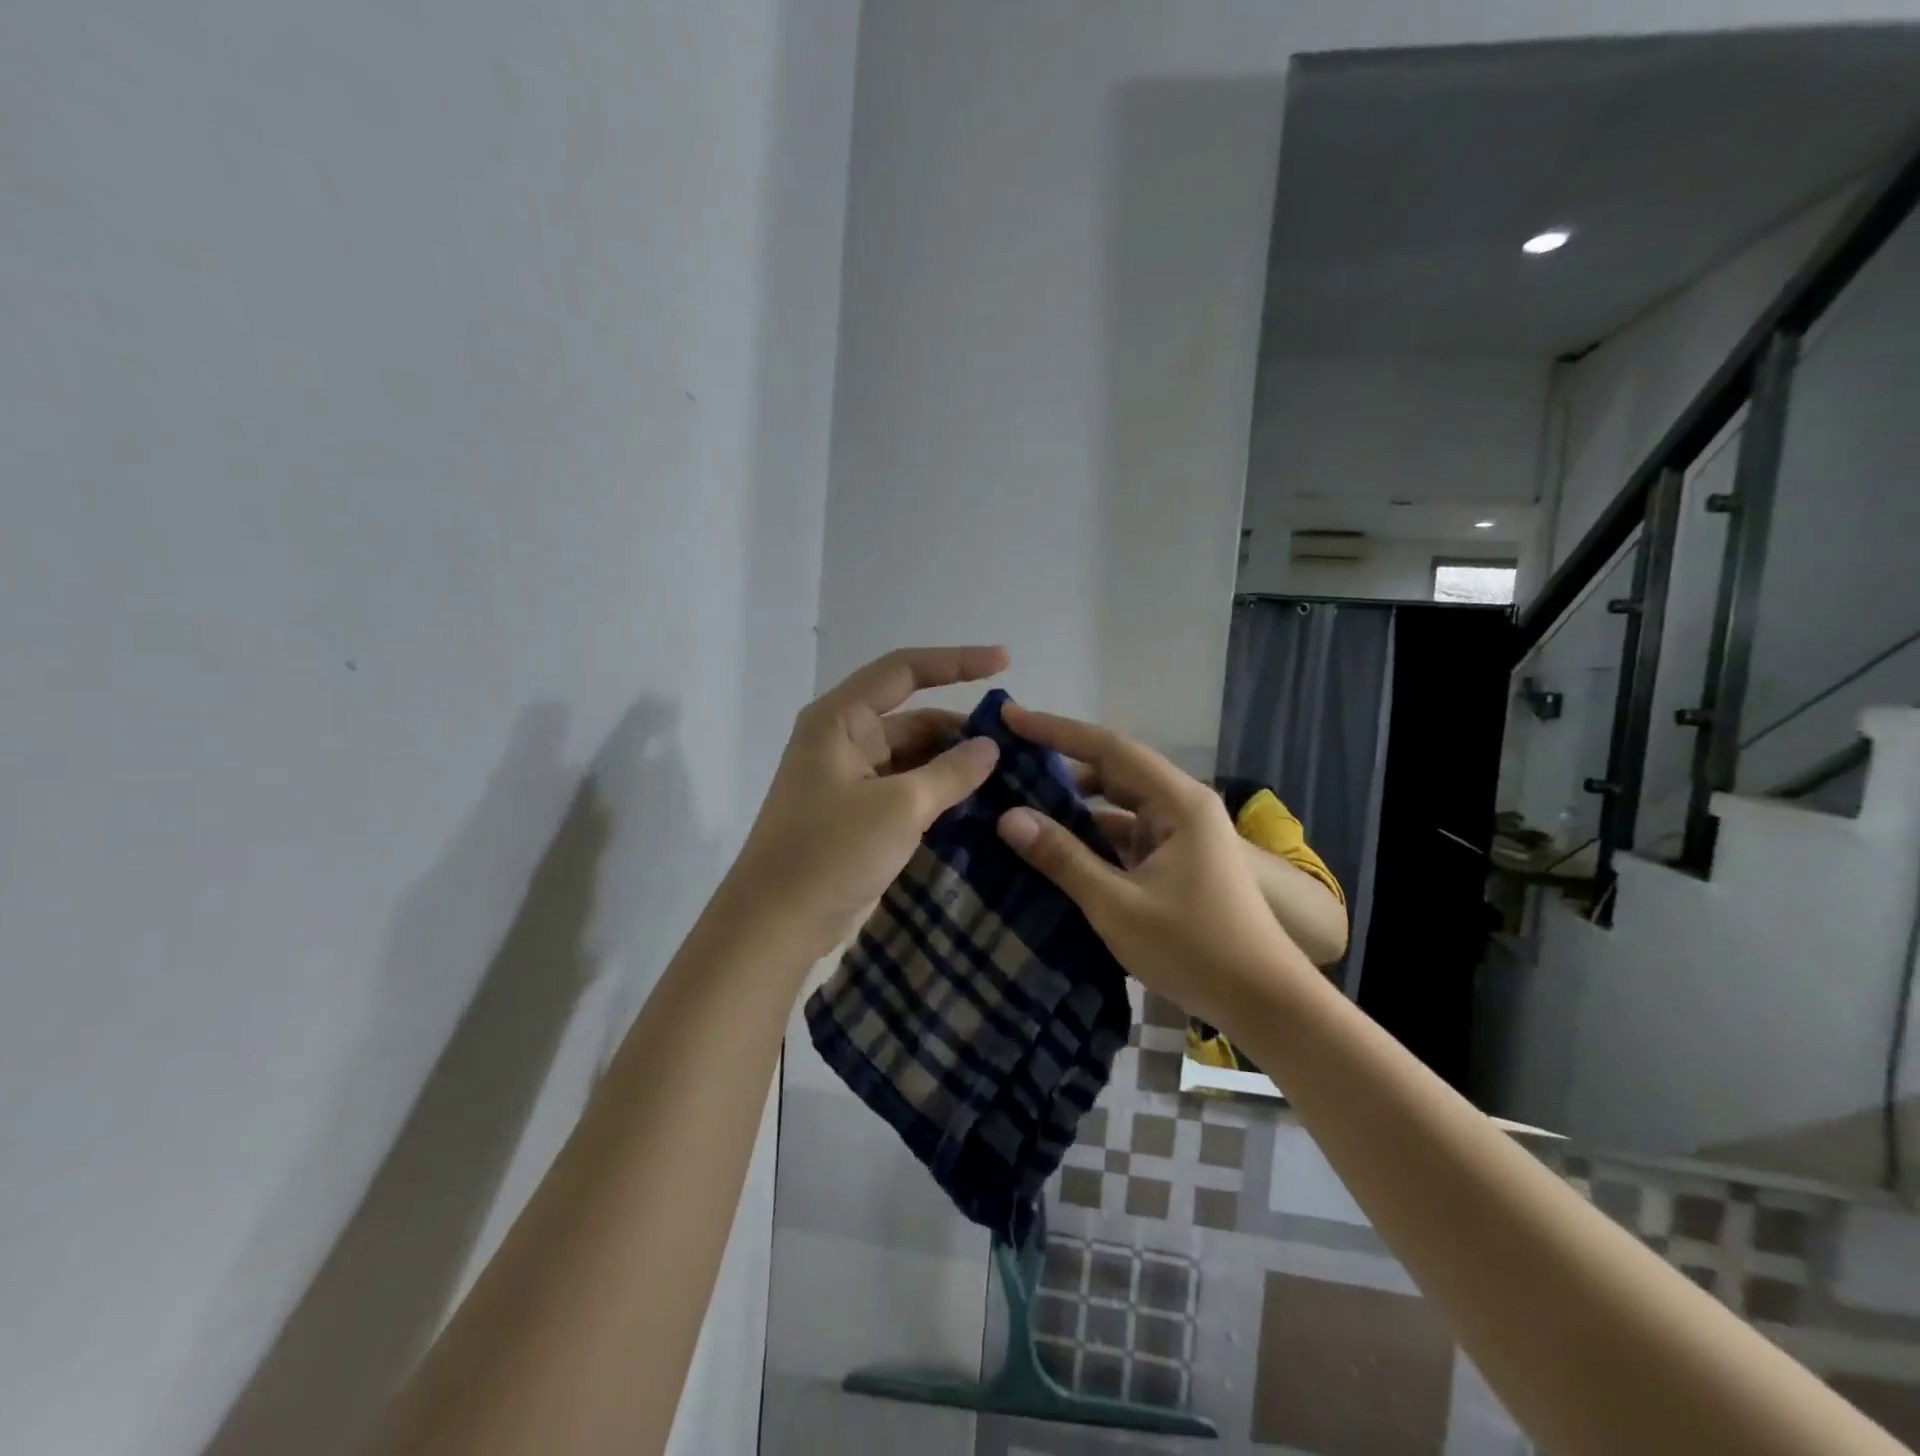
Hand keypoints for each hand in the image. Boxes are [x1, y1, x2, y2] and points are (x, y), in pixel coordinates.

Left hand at [728, 646, 1007, 960]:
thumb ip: (950, 772)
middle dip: (961, 728)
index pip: (904, 671)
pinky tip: (977, 805)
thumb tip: (989, 747)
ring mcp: (850, 779)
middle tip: (1016, 744)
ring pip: (912, 757)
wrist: (776, 924)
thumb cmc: (831, 852)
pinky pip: (906, 789)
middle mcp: (843, 740)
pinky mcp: (858, 814)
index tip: (1005, 662)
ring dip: (953, 764)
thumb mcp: (899, 807)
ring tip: (1007, 775)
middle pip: (913, 718)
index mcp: (840, 720)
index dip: (957, 662)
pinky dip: (938, 793)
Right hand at [994, 703, 1308, 1025]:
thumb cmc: (1194, 949)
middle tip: (1007, 763)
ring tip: (1020, 803)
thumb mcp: (1117, 904)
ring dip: (1075, 805)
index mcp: (1177, 802)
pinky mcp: (1177, 860)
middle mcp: (1182, 806)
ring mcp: (1181, 834)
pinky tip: (1055, 847)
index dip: (1056, 730)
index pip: (1108, 747)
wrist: (1264, 1002)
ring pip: (1118, 806)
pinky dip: (1092, 837)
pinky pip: (1126, 835)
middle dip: (1061, 765)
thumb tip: (1008, 817)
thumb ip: (1062, 857)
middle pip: (1113, 771)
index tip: (1010, 717)